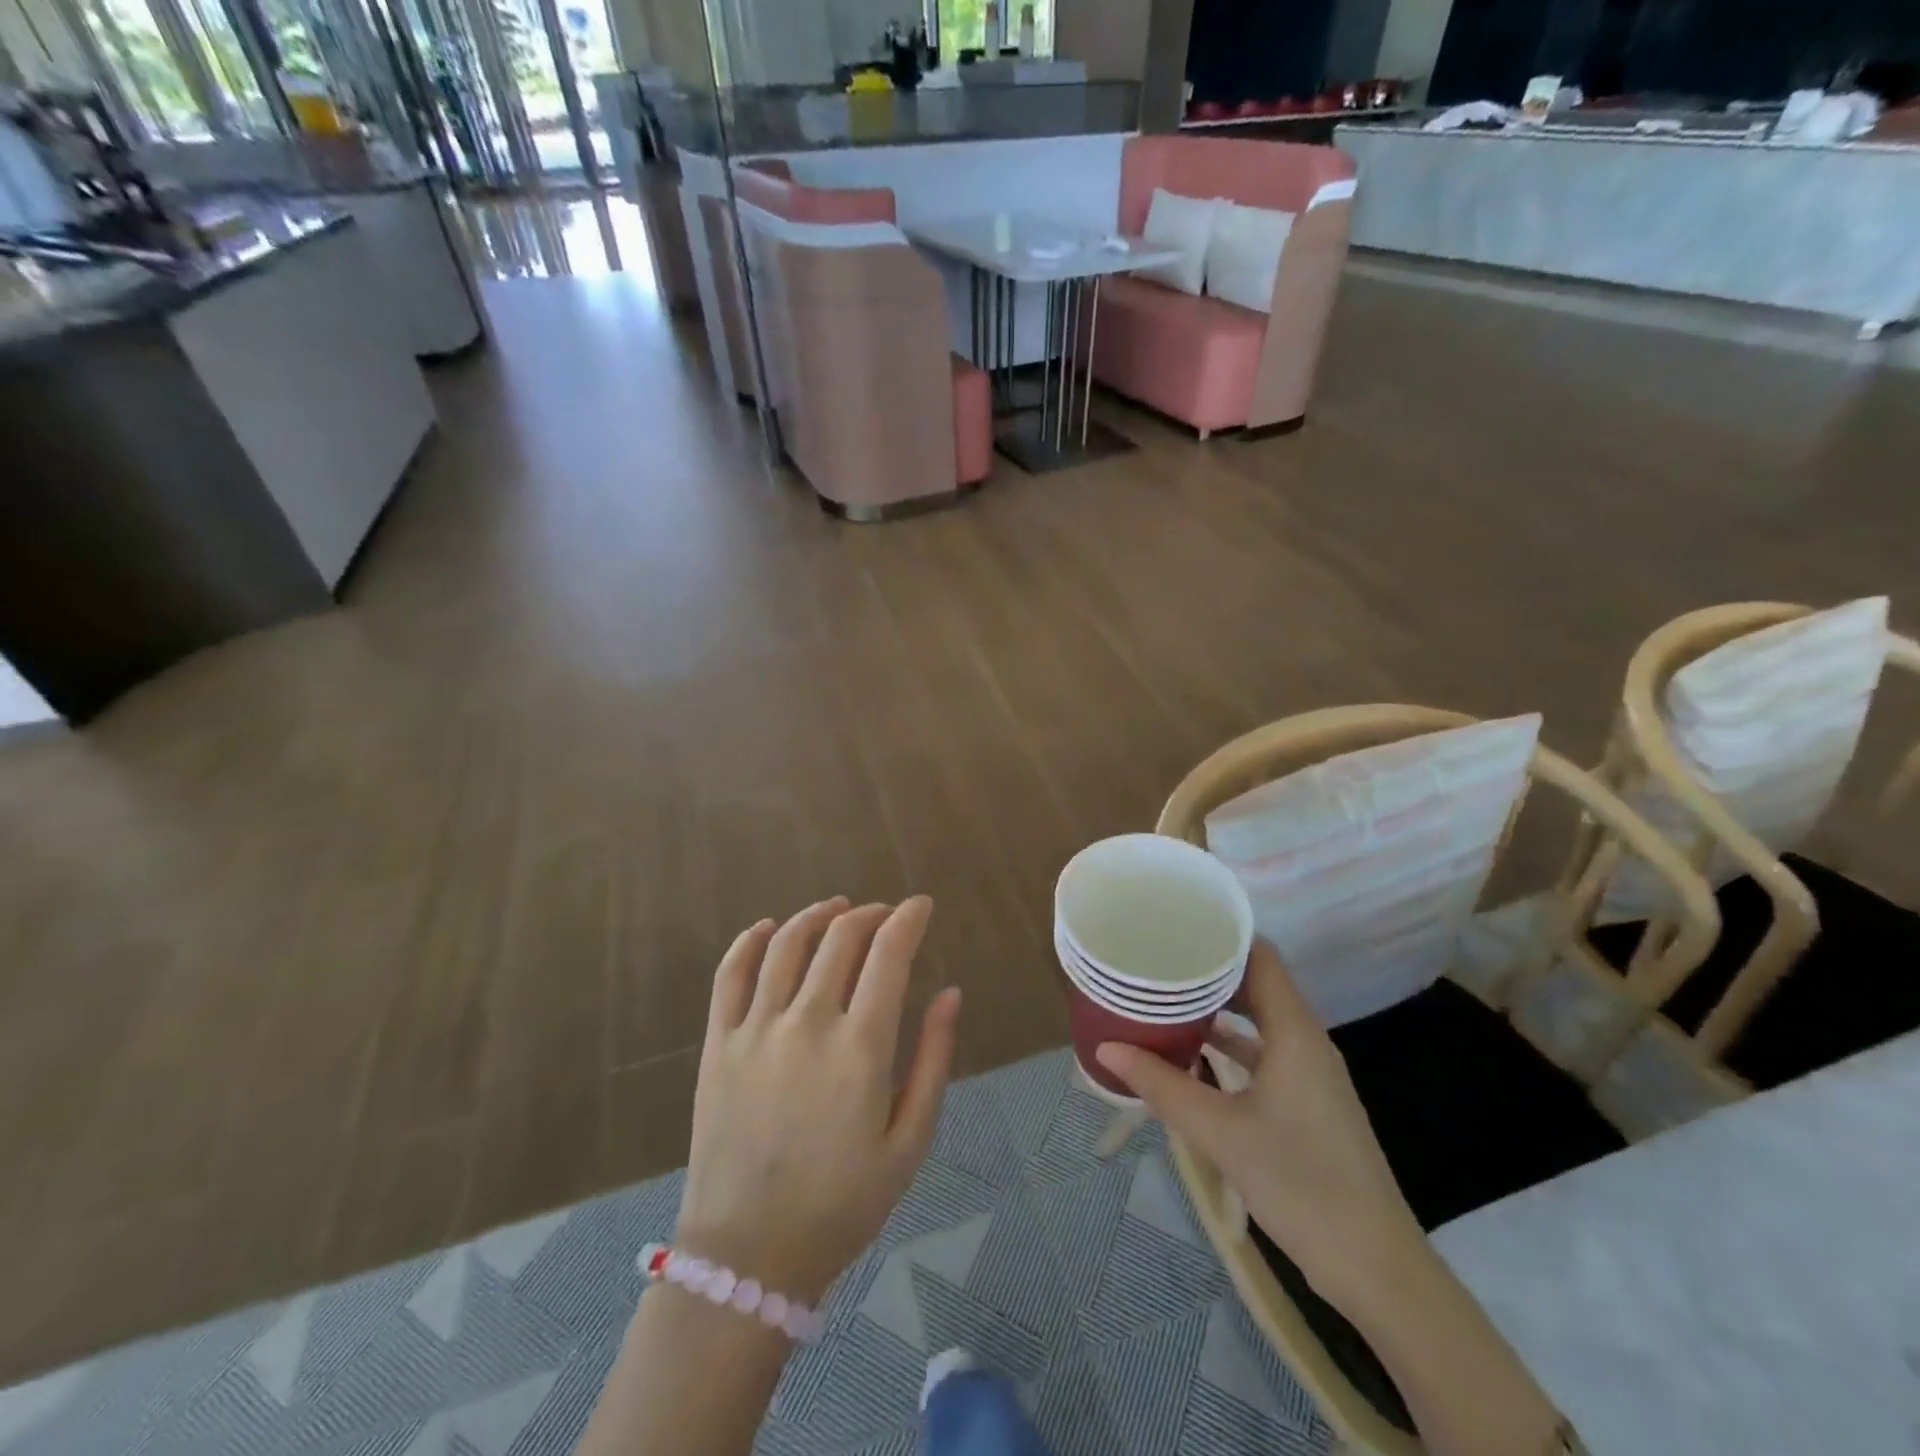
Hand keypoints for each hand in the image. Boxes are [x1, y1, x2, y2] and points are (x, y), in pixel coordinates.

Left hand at [674, 897, 961, 1305]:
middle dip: (871, 914)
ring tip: (838, 909)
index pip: (889, 953)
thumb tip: (951, 993)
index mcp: (861, 1046)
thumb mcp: (910, 1141)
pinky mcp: (718, 1043)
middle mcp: (808, 1022)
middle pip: (841, 938)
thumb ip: (934, 1059)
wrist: (750, 1256)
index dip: (908, 919)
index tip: (921, 906)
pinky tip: (770, 927)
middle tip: (886, 915)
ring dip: (818, 915)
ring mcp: (756, 1029)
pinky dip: (751, 940)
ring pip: (788, 944)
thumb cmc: (843, 1203)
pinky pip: (731, 973)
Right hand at [1096, 941, 1423, 1307]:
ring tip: (1168, 999)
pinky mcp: (1310, 1105)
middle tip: (1160, 960)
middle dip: (1211, 971)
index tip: (1178, 925)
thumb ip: (1161, 1086)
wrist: (1376, 1268)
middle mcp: (1307, 1043)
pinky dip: (1233, 1047)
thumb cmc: (1299, 1182)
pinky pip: (1267, 1055)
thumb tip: (1106, 1048)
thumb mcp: (1220, 1131)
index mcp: (1295, 1033)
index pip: (1262, 958)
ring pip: (1262, 1023)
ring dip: (1220, 1011)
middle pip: (1259, 986)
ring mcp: (1312, 1076)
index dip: (1223, 936)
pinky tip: (1195, 1057)